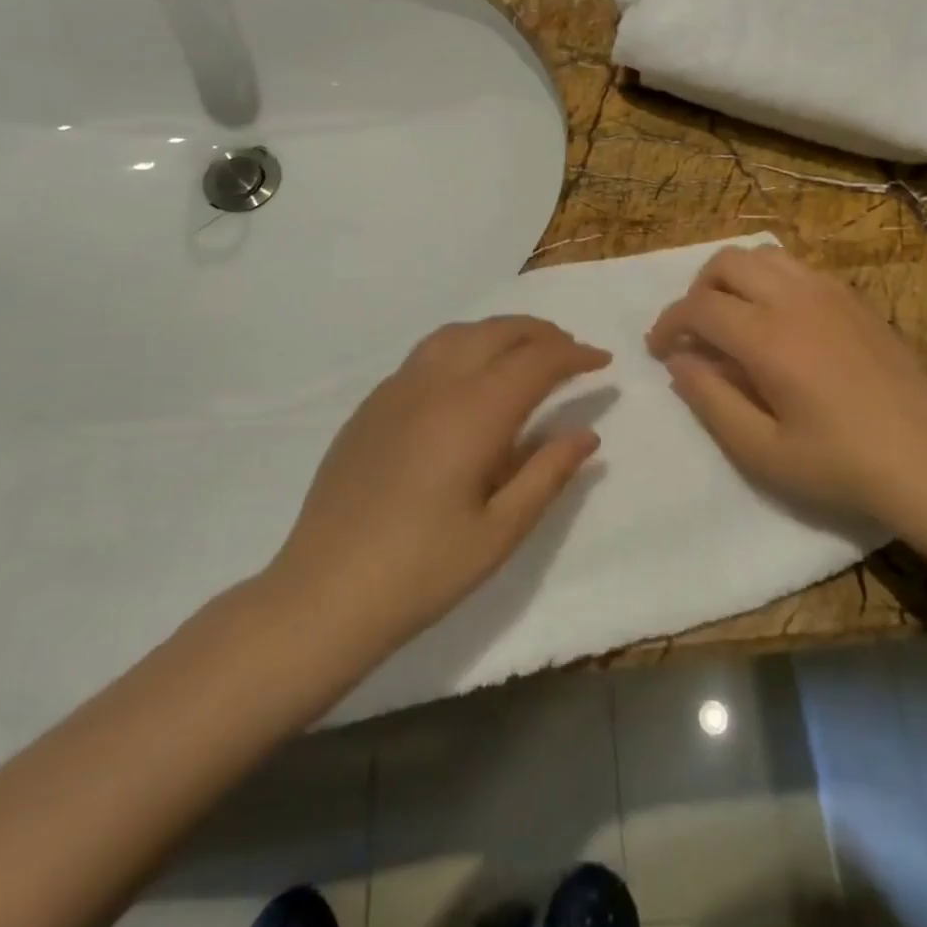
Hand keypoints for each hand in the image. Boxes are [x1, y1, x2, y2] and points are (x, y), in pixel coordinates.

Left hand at [266, 316, 610, 657]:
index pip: (536, 361)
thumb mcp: (501, 532)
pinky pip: (427, 353)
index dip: (574, 355)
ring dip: (500, 332)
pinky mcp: (371, 405)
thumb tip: (587, 434)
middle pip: (498, 332)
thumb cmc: (422, 571)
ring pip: (458, 333)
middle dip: (542, 333)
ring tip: (525, 352)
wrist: (323, 594)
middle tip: (571, 352)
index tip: (602, 362)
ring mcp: (396, 390)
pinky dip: (464, 346)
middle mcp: (435, 384)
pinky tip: (469, 378)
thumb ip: (548, 474)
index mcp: (473, 413)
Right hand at [646, 245, 926, 526]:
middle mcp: (795, 300)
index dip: (668, 323)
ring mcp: (829, 293)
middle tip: (696, 332)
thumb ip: (710, 399)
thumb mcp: (760, 449)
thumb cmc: (837, 463)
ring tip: (733, 318)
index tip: (659, 350)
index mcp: (768, 338)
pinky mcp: (854, 299)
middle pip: (727, 263)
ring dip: (734, 279)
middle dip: (697, 291)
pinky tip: (779, 320)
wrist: (924, 459)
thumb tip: (680, 361)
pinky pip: (799, 267)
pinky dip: (771, 280)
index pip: (699, 307)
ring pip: (764, 255)